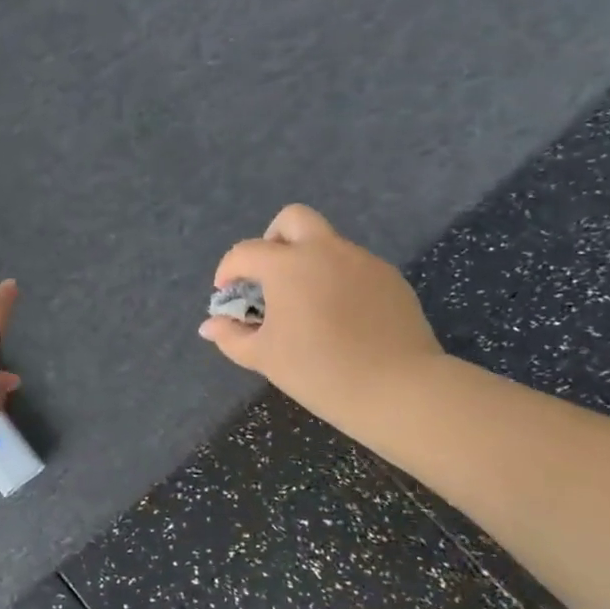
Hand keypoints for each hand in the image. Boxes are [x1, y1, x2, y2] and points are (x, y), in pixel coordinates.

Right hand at [199, 204, 443, 433]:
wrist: (399, 389)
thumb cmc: (319, 371)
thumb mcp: (265, 357)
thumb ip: (232, 336)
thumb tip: (210, 326)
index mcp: (288, 265)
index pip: (246, 252)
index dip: (229, 270)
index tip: (227, 294)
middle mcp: (325, 250)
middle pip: (293, 219)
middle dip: (273, 239)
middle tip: (269, 276)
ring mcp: (362, 261)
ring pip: (327, 243)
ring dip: (308, 262)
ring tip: (306, 306)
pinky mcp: (390, 278)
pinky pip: (354, 267)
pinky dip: (338, 281)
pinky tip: (341, 318)